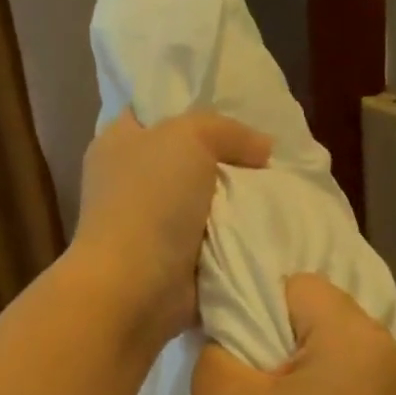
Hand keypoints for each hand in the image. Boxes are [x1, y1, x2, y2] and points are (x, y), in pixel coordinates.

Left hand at [70, 109, 271, 349]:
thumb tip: (263, 148)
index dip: (191, 108)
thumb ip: (228, 130)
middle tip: (269, 157)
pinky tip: (268, 226)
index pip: (153, 112)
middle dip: (225, 159)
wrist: (136, 286)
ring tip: (278, 191)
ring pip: (204, 201)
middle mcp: (129, 181)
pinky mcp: (171, 261)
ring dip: (236, 202)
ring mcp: (150, 225)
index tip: (236, 112)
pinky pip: (212, 239)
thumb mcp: (189, 138)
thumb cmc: (150, 201)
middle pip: (186, 159)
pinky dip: (236, 238)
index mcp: (117, 143)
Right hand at [191, 274, 395, 394]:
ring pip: (334, 356)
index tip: (235, 358)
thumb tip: (227, 332)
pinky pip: (352, 389)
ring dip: (300, 376)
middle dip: (277, 345)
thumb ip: (216, 348)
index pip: (295, 285)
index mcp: (356, 336)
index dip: (254, 310)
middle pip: (319, 318)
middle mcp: (392, 354)